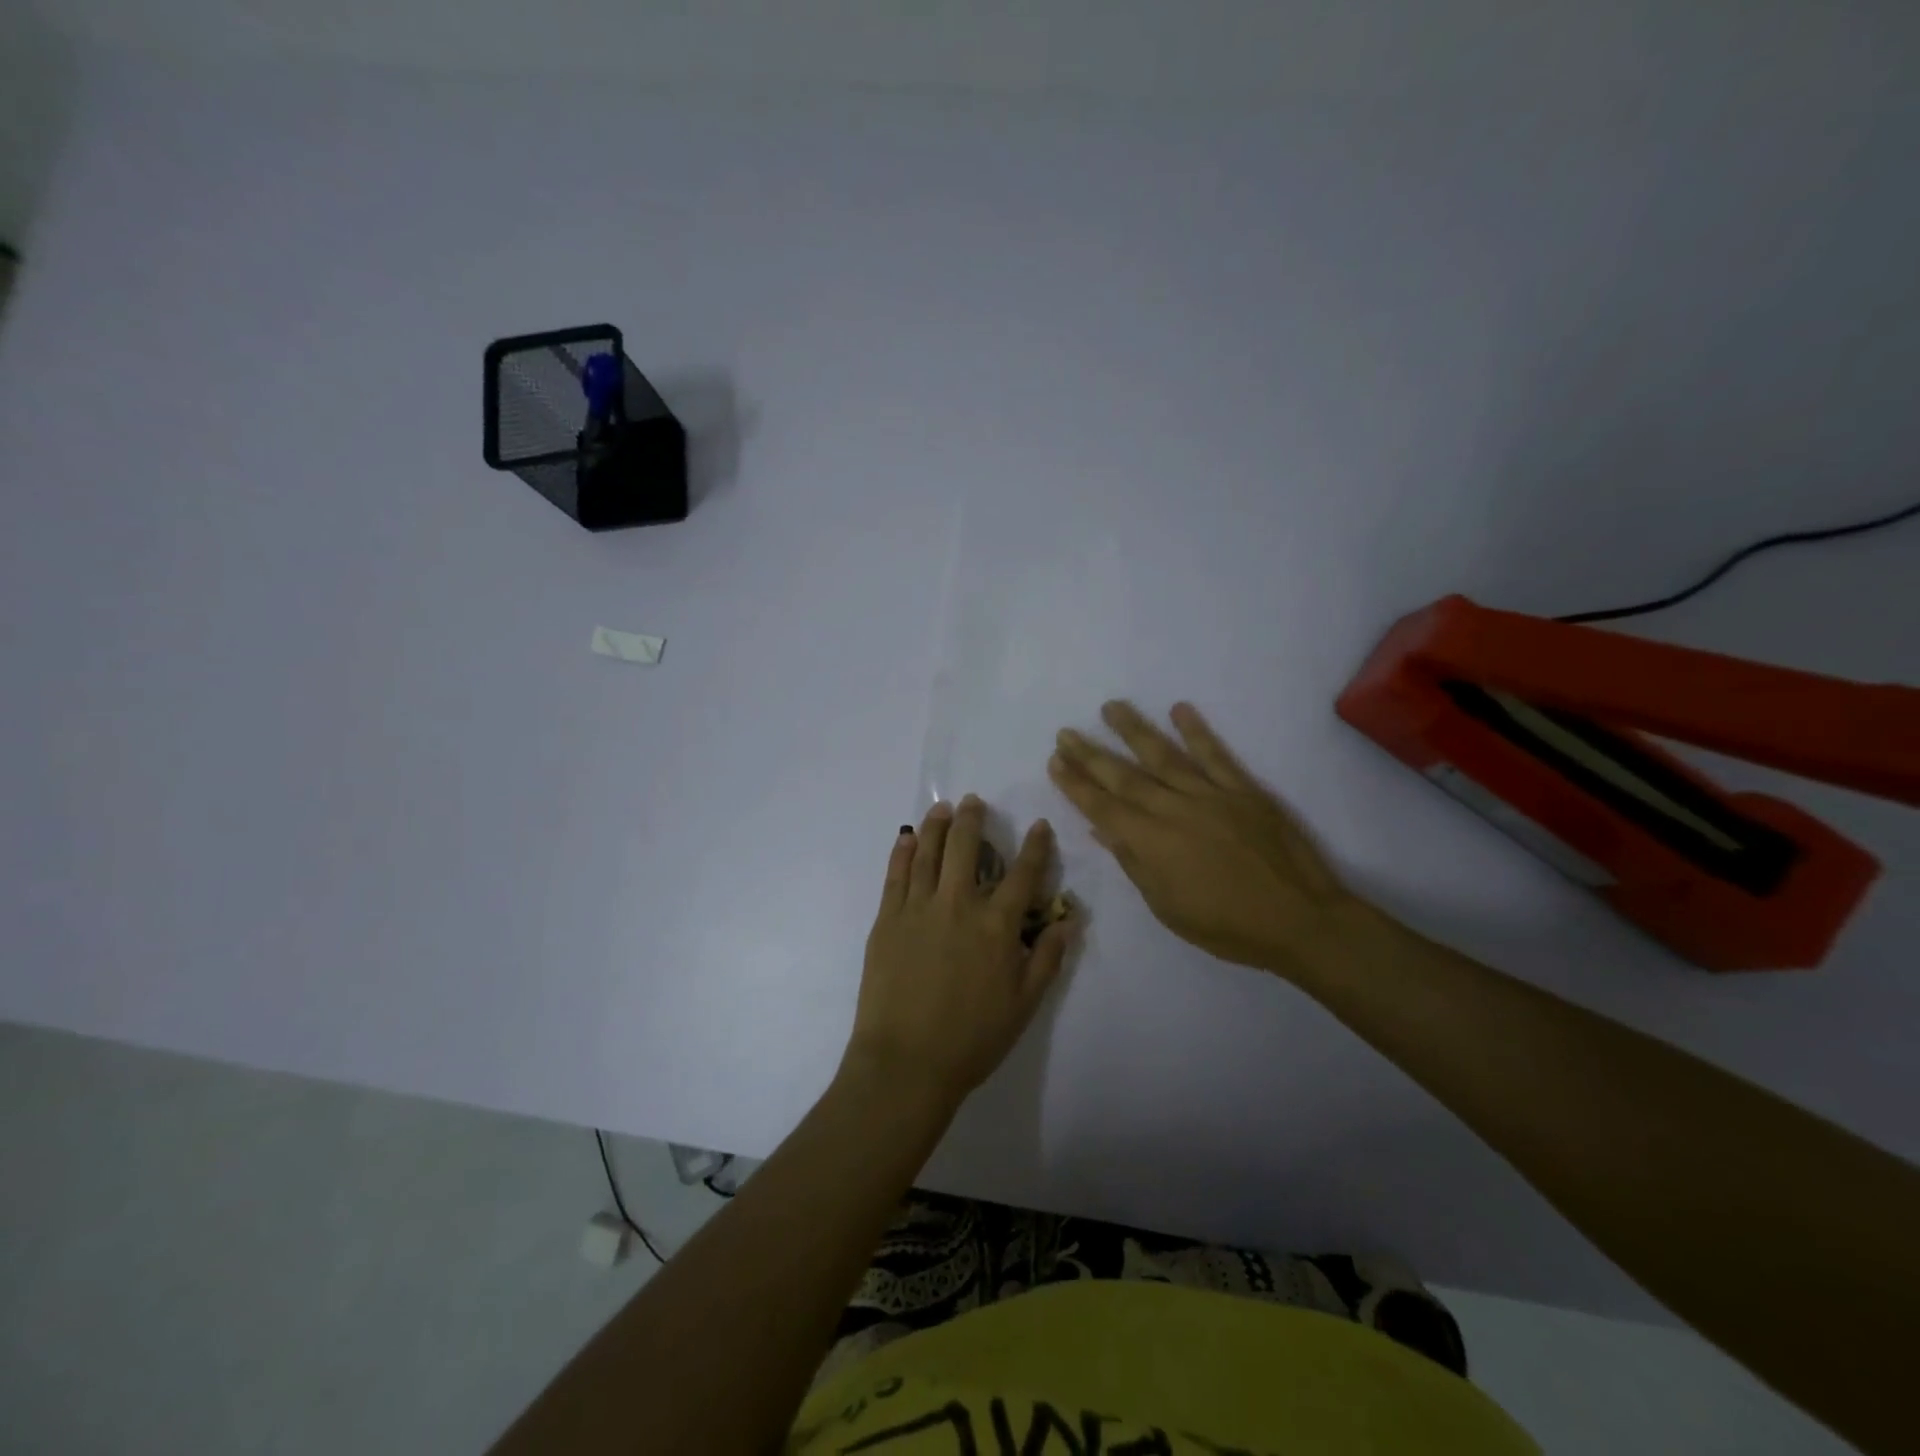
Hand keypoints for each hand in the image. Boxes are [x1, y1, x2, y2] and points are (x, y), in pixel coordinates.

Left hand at [844, 797, 1076, 1114]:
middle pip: (967, 849)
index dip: (1034, 847)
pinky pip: (895, 875)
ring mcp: (918, 908)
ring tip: (941, 808)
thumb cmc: (972, 1038)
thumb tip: (1069, 920)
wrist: (906, 1062)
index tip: (1038, 825)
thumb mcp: (1024, 1005)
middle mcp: (959, 905)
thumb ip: (1047, 958)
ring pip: (930, 853)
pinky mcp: (887, 919)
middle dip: (973, 820)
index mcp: (996, 926)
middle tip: (974, 801)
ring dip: (937, 826)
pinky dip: (903, 852)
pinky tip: (907, 838)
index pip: (1022, 875)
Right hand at [1049, 700, 1358, 979]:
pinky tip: (1179, 708)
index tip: (1055, 760)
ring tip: (1110, 707)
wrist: (1299, 919)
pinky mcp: (1243, 789)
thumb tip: (1103, 829)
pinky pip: (1215, 754)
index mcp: (1151, 841)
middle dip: (1091, 754)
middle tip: (1066, 732)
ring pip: (1163, 755)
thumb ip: (1134, 863)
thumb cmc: (1226, 926)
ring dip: (1134, 730)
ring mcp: (1210, 794)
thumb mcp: (1167, 906)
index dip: (1075, 783)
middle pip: (1124, 776)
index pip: (1102, 806)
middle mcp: (1173, 809)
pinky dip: (1196, 731)